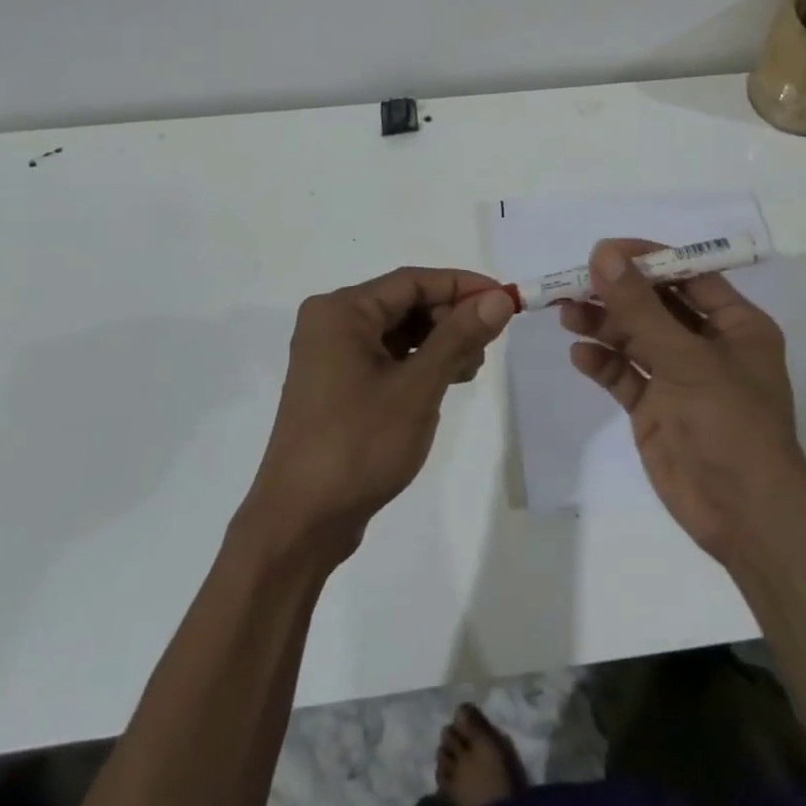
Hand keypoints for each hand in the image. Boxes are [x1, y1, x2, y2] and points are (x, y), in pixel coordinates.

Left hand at [241, 267, 514, 565]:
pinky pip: (386, 358)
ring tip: (469, 370)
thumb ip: (459, 337)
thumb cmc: (358, 445)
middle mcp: (332, 324)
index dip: (462, 286)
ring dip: (438, 343)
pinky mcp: (337, 386)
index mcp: (342, 312)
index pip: (412, 281)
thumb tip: (498, 300)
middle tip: (487, 346)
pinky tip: (444, 383)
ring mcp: (331, 357)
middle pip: (405, 304)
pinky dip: (418, 364)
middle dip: (450, 319)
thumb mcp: (417, 387)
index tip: (505, 299)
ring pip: (398, 332)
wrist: (300, 523)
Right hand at [561, 239, 805, 565]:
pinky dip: (603, 363)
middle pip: (655, 305)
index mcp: (735, 324)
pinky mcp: (656, 408)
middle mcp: (708, 345)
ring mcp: (680, 378)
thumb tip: (603, 253)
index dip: (646, 259)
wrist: (744, 515)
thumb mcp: (686, 358)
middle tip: (574, 282)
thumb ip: (640, 307)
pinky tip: (580, 356)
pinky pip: (625, 375)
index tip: (603, 251)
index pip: (687, 275)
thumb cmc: (730, 423)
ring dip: (603, 325)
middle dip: (617, 293)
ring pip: (635, 338)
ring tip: (567, 314)